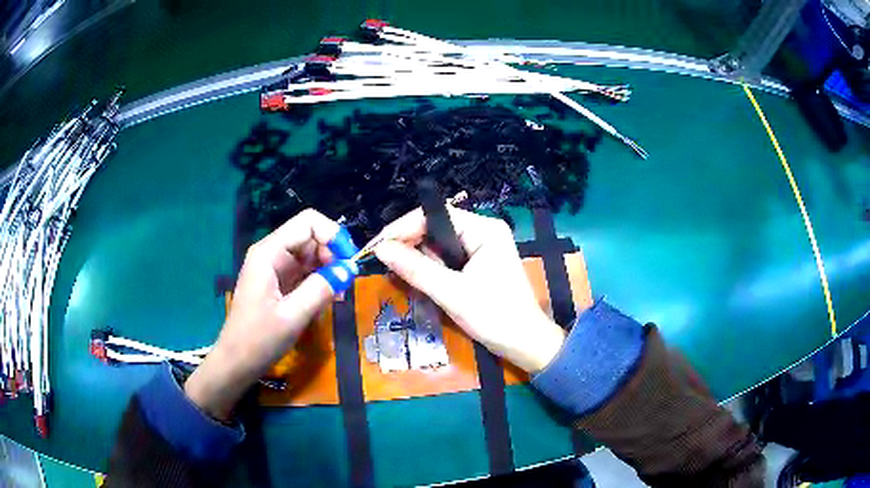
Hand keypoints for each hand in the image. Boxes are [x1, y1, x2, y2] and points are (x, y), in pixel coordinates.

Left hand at [185, 209, 341, 419]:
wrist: (236, 363)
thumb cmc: (259, 339)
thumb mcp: (293, 316)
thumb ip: (322, 289)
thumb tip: (350, 268)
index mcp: (269, 253)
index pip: (308, 223)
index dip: (333, 236)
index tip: (349, 262)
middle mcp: (271, 253)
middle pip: (311, 237)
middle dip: (333, 255)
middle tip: (345, 285)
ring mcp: (275, 268)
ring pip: (311, 255)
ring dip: (329, 271)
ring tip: (338, 296)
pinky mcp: (279, 283)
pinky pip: (305, 272)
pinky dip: (320, 282)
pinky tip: (327, 301)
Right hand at [373, 207, 565, 372]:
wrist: (525, 344)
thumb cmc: (495, 316)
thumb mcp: (451, 293)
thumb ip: (415, 269)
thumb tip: (380, 249)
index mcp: (484, 229)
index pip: (435, 216)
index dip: (403, 228)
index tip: (378, 247)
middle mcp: (484, 232)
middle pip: (436, 229)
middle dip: (410, 245)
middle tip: (384, 264)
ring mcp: (483, 248)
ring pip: (439, 246)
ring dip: (419, 260)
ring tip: (399, 275)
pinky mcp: (480, 265)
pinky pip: (448, 260)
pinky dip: (432, 270)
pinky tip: (419, 281)